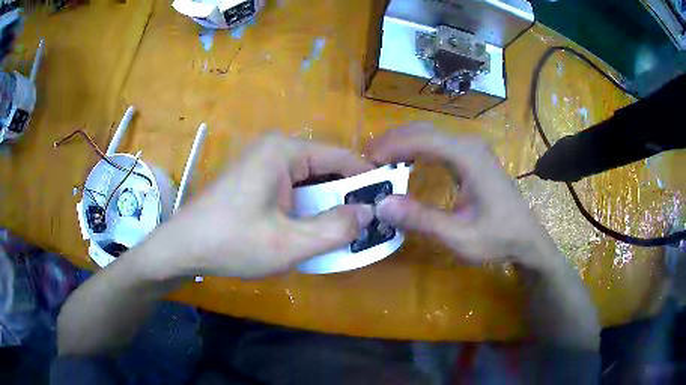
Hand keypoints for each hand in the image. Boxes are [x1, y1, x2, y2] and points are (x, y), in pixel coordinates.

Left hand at [144, 133, 374, 278]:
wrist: (181, 248)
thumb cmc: (231, 243)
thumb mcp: (289, 243)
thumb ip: (336, 228)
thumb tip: (369, 213)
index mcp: (284, 151)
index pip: (342, 157)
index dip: (367, 180)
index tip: (387, 203)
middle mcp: (274, 149)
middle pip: (325, 168)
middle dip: (345, 196)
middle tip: (366, 224)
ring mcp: (261, 163)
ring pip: (309, 181)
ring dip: (325, 205)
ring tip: (343, 231)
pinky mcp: (253, 179)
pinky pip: (291, 189)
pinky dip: (306, 208)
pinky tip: (310, 230)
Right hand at [366, 124, 561, 270]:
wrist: (526, 239)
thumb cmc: (497, 238)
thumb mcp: (458, 235)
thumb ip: (421, 219)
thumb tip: (380, 204)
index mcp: (468, 156)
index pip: (421, 139)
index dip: (390, 147)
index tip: (365, 162)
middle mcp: (469, 144)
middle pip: (423, 131)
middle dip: (392, 141)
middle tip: (366, 161)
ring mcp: (472, 149)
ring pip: (429, 134)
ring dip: (402, 143)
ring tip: (379, 161)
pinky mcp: (472, 157)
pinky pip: (438, 144)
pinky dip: (416, 149)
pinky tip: (405, 162)